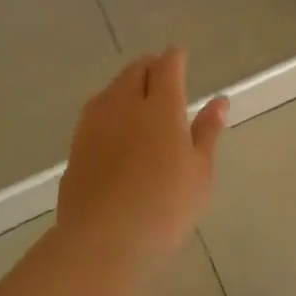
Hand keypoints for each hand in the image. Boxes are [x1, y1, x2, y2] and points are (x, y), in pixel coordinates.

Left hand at [57, 49, 227, 269]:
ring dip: (125, 84)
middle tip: (161, 75)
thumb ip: (207, 132)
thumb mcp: (200, 171)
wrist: (104, 239)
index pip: (167, 67)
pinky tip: (114, 125)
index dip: (174, 58)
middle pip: (134, 71)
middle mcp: (124, 105)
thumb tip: (219, 101)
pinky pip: (94, 113)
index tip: (180, 56)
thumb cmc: (166, 205)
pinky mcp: (76, 146)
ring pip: (111, 89)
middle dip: (149, 66)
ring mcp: (94, 124)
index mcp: (161, 107)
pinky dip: (108, 108)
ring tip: (137, 96)